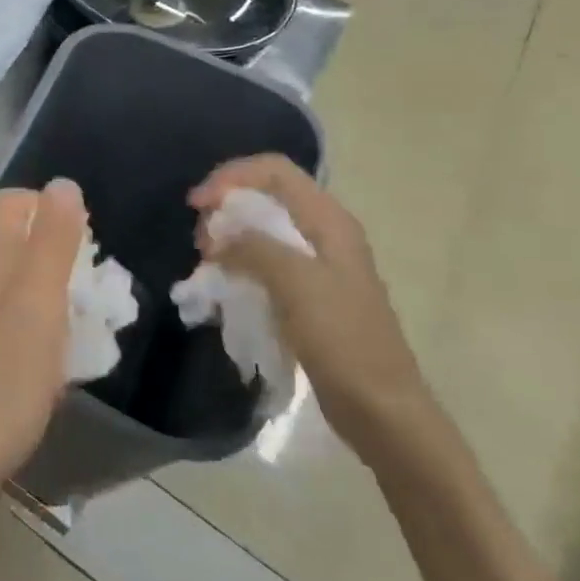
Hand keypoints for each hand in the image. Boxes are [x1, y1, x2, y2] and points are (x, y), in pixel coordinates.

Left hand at [0, 180, 85, 487]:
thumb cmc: (5, 381)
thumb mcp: (38, 306)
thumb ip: (51, 245)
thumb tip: (62, 184)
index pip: (12, 204)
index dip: (50, 204)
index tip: (89, 234)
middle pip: (18, 241)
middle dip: (62, 247)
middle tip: (100, 281)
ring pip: (21, 282)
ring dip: (59, 287)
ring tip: (95, 316)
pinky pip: (21, 321)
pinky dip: (49, 323)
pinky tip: (68, 355)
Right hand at [190, 155, 435, 462]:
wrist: (381, 409)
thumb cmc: (343, 340)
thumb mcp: (296, 284)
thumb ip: (254, 247)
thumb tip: (220, 236)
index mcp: (329, 222)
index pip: (274, 171)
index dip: (231, 177)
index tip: (198, 205)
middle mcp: (324, 234)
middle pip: (265, 197)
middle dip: (226, 209)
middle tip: (201, 242)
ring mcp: (317, 266)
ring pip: (261, 231)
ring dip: (229, 239)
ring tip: (207, 266)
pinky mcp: (308, 295)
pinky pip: (265, 263)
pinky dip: (239, 265)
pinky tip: (223, 286)